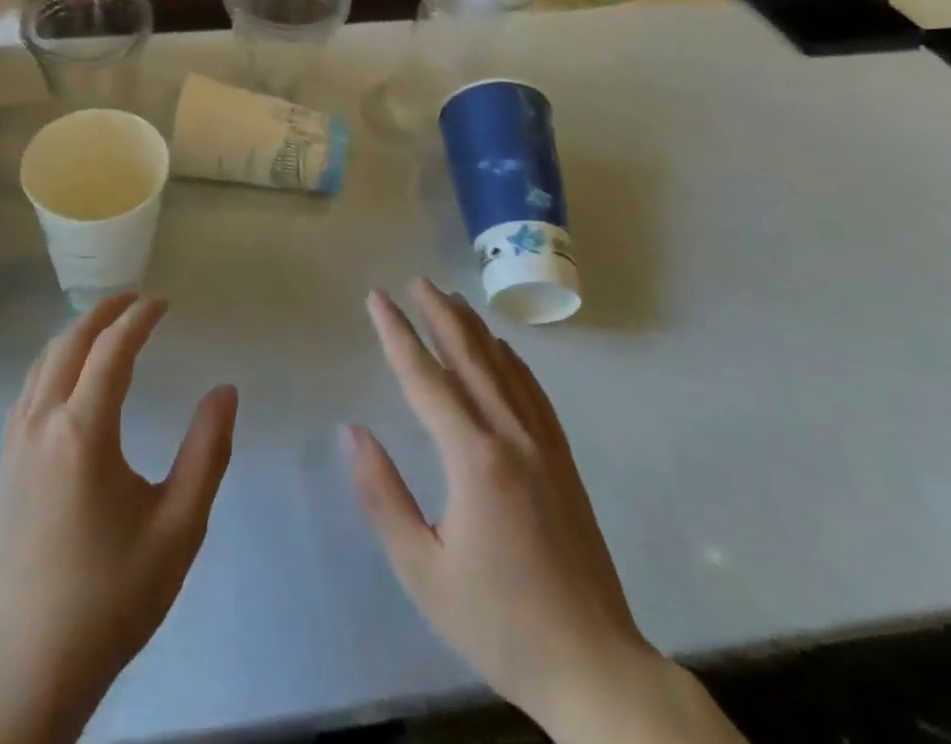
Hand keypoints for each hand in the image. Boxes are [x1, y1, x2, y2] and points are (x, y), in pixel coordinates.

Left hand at [0, 294, 237, 715]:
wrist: (36, 658)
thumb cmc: (115, 591)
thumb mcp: (179, 526)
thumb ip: (207, 451)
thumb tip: (225, 391)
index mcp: (83, 432)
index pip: (111, 349)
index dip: (138, 318)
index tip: (163, 303)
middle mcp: (42, 422)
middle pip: (70, 342)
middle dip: (104, 312)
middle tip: (136, 300)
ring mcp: (15, 440)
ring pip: (43, 361)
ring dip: (76, 333)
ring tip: (107, 325)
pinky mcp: (3, 460)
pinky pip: (28, 388)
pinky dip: (53, 361)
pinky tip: (70, 374)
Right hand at [347, 280, 730, 743]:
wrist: (596, 670)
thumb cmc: (499, 623)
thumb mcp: (423, 571)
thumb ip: (382, 496)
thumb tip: (354, 432)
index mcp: (474, 459)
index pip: (425, 378)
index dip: (397, 334)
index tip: (378, 297)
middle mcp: (511, 438)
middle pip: (470, 358)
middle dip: (439, 314)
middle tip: (415, 280)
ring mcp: (544, 447)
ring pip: (504, 368)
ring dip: (474, 329)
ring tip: (451, 298)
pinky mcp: (564, 463)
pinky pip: (534, 394)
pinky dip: (513, 362)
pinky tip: (504, 350)